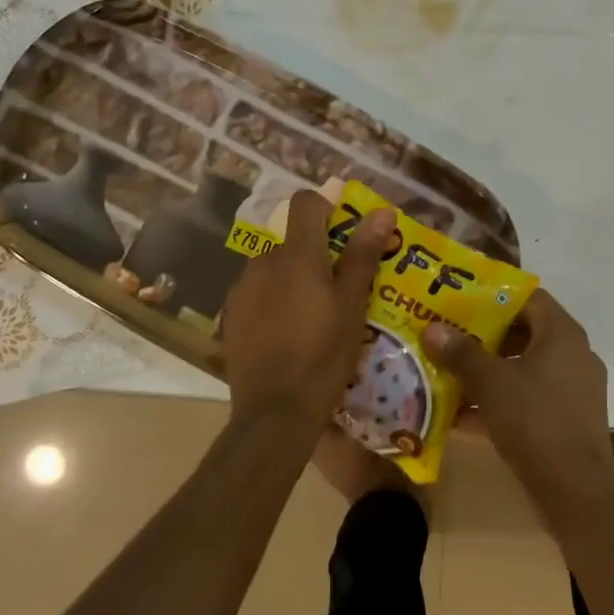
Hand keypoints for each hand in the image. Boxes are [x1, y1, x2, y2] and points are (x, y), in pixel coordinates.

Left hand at [223, 190, 394, 433]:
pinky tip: (287, 333)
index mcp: (298, 254)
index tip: (345, 231)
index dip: (327, 207)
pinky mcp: (231, 314)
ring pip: (273, 267)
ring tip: (312, 315)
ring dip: (292, 277)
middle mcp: (264, 261)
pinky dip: (273, 300)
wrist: (275, 412)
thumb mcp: (353, 305)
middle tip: (338, 287)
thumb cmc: (324, 355)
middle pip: (291, 239)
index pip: (305, 202)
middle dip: (314, 252)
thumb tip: (382, 211)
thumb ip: (363, 254)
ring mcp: (242, 288)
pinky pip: (257, 292)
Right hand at [423, 291, 613, 507]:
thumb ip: (462, 353)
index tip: (460, 300)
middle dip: (484, 336)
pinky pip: (528, 400)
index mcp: (562, 334)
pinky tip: (461, 416)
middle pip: (524, 333)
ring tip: (448, 373)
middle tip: (448, 335)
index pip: (528, 297)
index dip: (493, 295)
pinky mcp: (567, 420)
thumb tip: (432, 328)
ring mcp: (573, 390)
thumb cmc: (535, 420)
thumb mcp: (491, 383)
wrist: (576, 490)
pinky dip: (499, 402)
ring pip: (524, 369)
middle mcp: (573, 355)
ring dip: (488, 372)